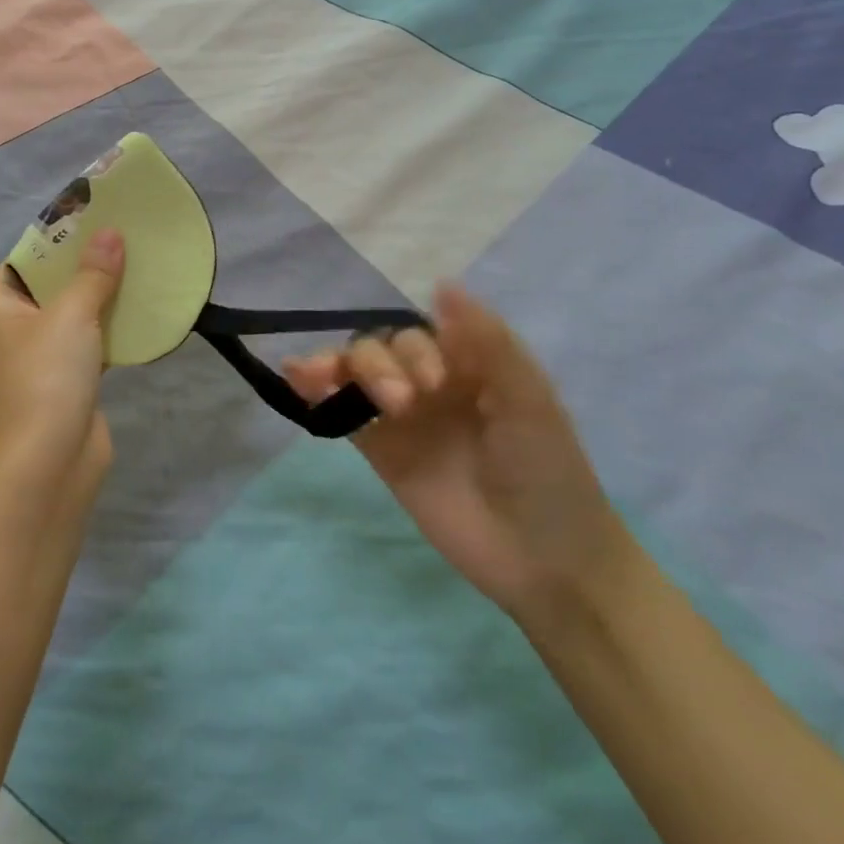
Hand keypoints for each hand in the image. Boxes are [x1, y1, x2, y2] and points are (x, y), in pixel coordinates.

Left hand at [0, 230, 124, 490]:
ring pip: (71, 316)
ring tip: (134, 266)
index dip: (51, 240)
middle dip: (82, 266)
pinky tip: (138, 311)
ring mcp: (39, 360)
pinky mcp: (66, 383)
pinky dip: (108, 329)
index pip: (20, 262)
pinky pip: (88, 344)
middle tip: (119, 238)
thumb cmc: (47, 376)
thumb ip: (93, 273)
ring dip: (99, 297)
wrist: (51, 461)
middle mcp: (12, 332)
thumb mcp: (72, 314)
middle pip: (48, 288)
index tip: (87, 220)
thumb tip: (110, 234)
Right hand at [285, 283, 632, 626]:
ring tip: (319, 376)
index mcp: (467, 362)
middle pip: (382, 347)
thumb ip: (487, 341)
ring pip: (356, 371)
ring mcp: (401, 417)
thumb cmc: (547, 471)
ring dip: (337, 365)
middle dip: (381, 365)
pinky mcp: (380, 451)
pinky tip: (296, 378)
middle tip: (404, 405)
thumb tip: (441, 283)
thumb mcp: (528, 399)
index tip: (435, 383)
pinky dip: (316, 392)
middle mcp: (429, 381)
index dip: (416, 347)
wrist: (543, 560)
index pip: (421, 330)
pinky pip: (343, 413)